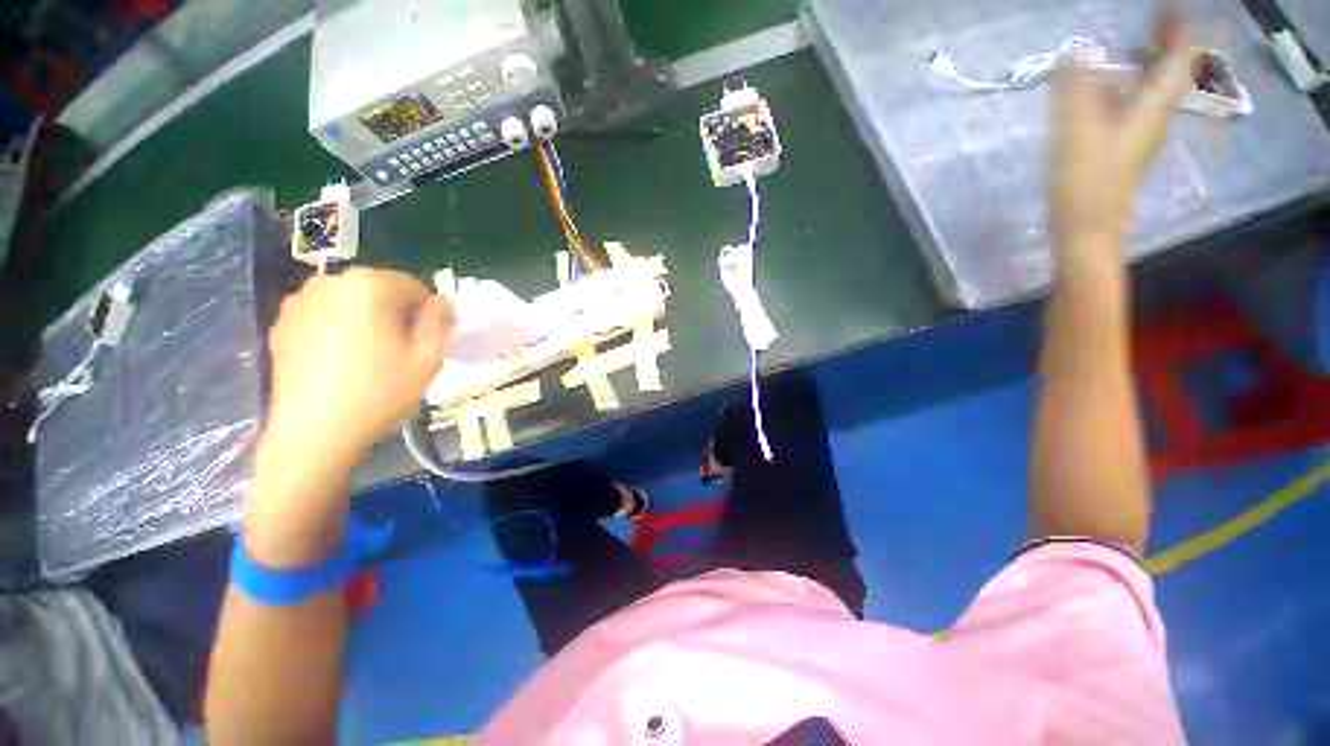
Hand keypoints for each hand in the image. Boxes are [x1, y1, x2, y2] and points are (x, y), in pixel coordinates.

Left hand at [264, 268, 454, 469]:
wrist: (314, 432)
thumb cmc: (380, 392)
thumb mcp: (428, 357)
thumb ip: (439, 321)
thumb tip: (441, 302)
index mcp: (369, 285)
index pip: (413, 286)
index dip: (427, 314)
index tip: (427, 342)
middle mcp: (330, 282)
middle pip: (380, 291)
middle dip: (395, 314)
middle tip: (401, 352)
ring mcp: (300, 302)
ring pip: (351, 303)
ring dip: (367, 321)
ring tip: (370, 358)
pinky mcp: (282, 324)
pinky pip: (325, 317)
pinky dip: (339, 330)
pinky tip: (341, 362)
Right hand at [1051, 10, 1194, 256]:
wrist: (1087, 228)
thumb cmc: (1087, 181)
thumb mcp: (1077, 132)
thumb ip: (1077, 90)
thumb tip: (1078, 51)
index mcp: (1152, 107)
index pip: (1177, 58)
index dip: (1175, 28)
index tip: (1168, 5)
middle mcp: (1153, 116)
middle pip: (1169, 72)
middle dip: (1163, 43)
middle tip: (1149, 21)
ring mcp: (1138, 133)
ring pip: (1151, 89)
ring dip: (1144, 64)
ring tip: (1127, 46)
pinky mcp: (1121, 147)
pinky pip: (1132, 106)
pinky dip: (1124, 87)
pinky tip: (1104, 88)